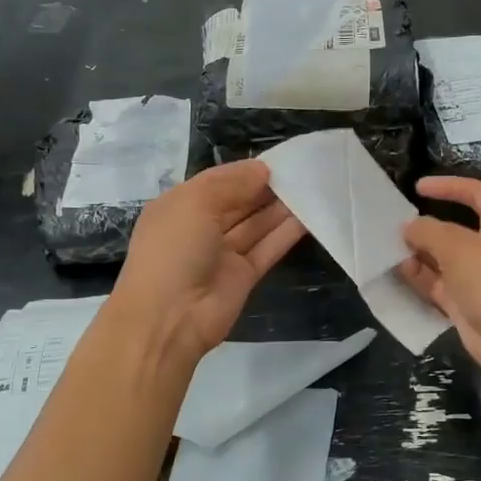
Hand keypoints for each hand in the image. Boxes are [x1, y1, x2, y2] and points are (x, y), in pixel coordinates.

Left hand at [109, 161, 305, 364]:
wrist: (169, 318)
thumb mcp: (194, 203)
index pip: (216, 182)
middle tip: (300, 171)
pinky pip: (267, 249)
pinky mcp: (243, 276)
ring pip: (255, 225)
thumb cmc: (173, 250)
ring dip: (280, 208)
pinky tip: (310, 216)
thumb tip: (262, 170)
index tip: (276, 161)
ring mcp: (222, 254)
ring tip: (311, 188)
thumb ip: (230, 183)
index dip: (244, 171)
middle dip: (264, 188)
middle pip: (238, 202)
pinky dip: (286, 233)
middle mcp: (200, 228)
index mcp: (179, 206)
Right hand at [398, 176, 480, 390]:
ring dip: (418, 254)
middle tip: (394, 226)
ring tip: (390, 250)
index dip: (449, 187)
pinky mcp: (466, 305)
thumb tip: (409, 226)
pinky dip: (420, 279)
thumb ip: (428, 232)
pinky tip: (399, 272)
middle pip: (454, 230)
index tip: (418, 187)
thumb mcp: (457, 247)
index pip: (476, 194)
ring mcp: (478, 279)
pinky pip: (438, 286)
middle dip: (426, 227)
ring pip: (442, 260)